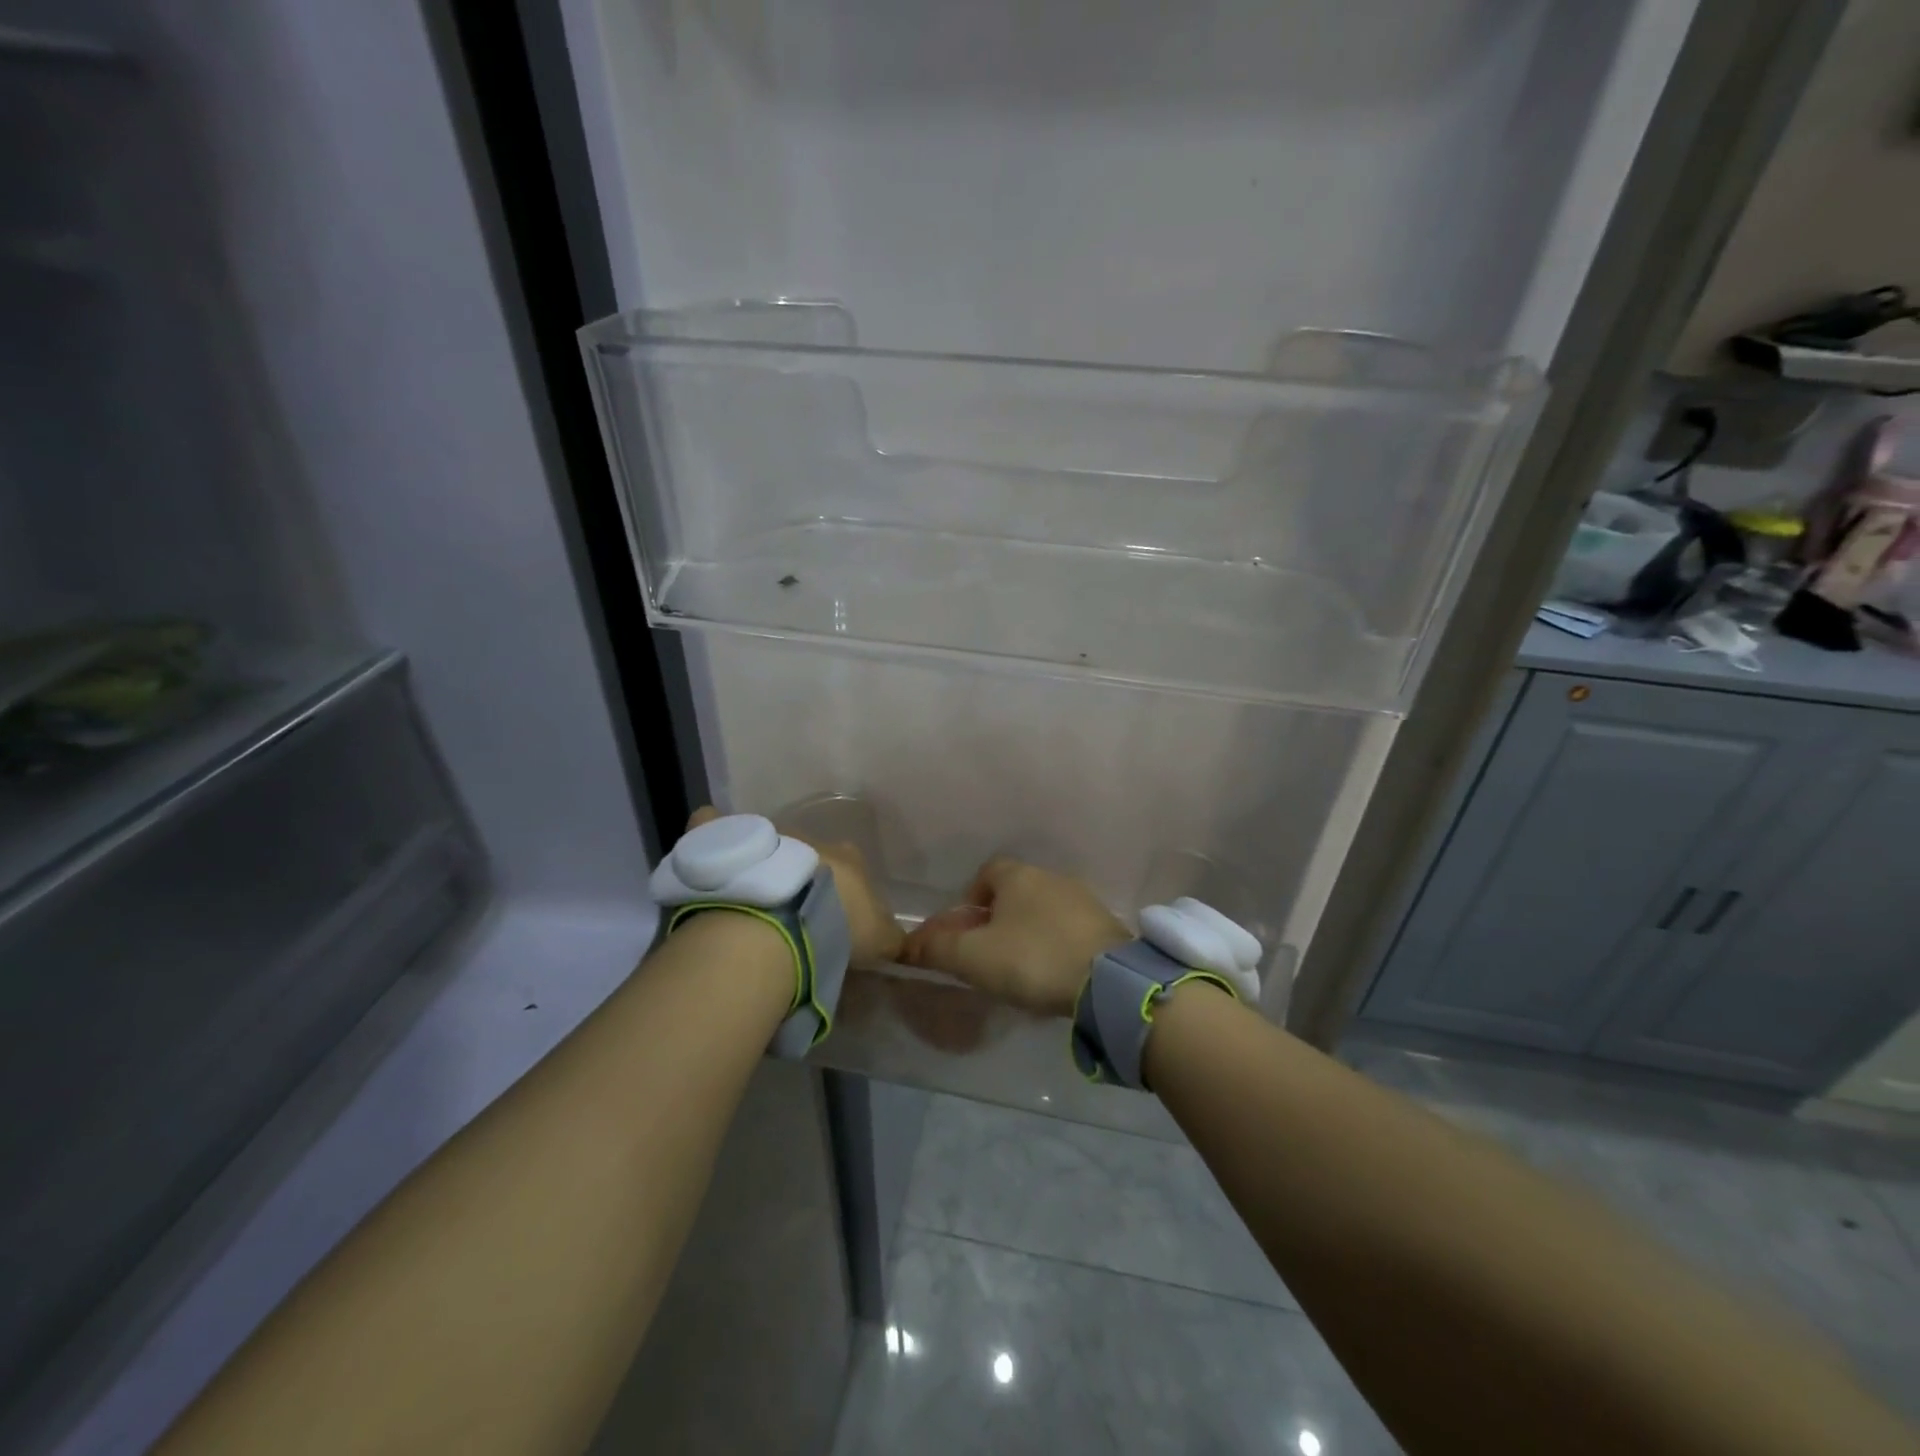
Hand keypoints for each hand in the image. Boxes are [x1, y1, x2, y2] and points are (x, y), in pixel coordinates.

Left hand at [687, 808, 904, 969]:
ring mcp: (764, 835)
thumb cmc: (835, 930)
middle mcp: (808, 837)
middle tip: (794, 914)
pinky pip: (713, 827)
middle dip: (803, 877)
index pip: (852, 869)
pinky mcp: (724, 840)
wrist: (776, 924)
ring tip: (752, 899)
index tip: (838, 921)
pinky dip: (713, 834)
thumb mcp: (879, 941)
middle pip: (808, 855)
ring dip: (763, 864)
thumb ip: (890, 936)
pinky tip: (711, 857)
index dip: (846, 895)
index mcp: (847, 858)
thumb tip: (895, 940)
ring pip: (766, 844)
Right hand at [901, 856, 1128, 1018]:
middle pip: (1016, 891)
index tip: (966, 930)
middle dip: (999, 917)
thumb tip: (906, 946)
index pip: (987, 872)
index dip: (971, 898)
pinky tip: (1053, 972)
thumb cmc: (1032, 958)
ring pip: (1044, 910)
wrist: (1108, 980)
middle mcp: (1052, 877)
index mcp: (1018, 876)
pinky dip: (1056, 943)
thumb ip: (937, 950)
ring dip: (1029, 931)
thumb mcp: (974, 958)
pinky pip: (1069, 928)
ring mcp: (1083, 900)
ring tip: (1022, 967)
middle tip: (989, 953)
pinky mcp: (1106, 925)